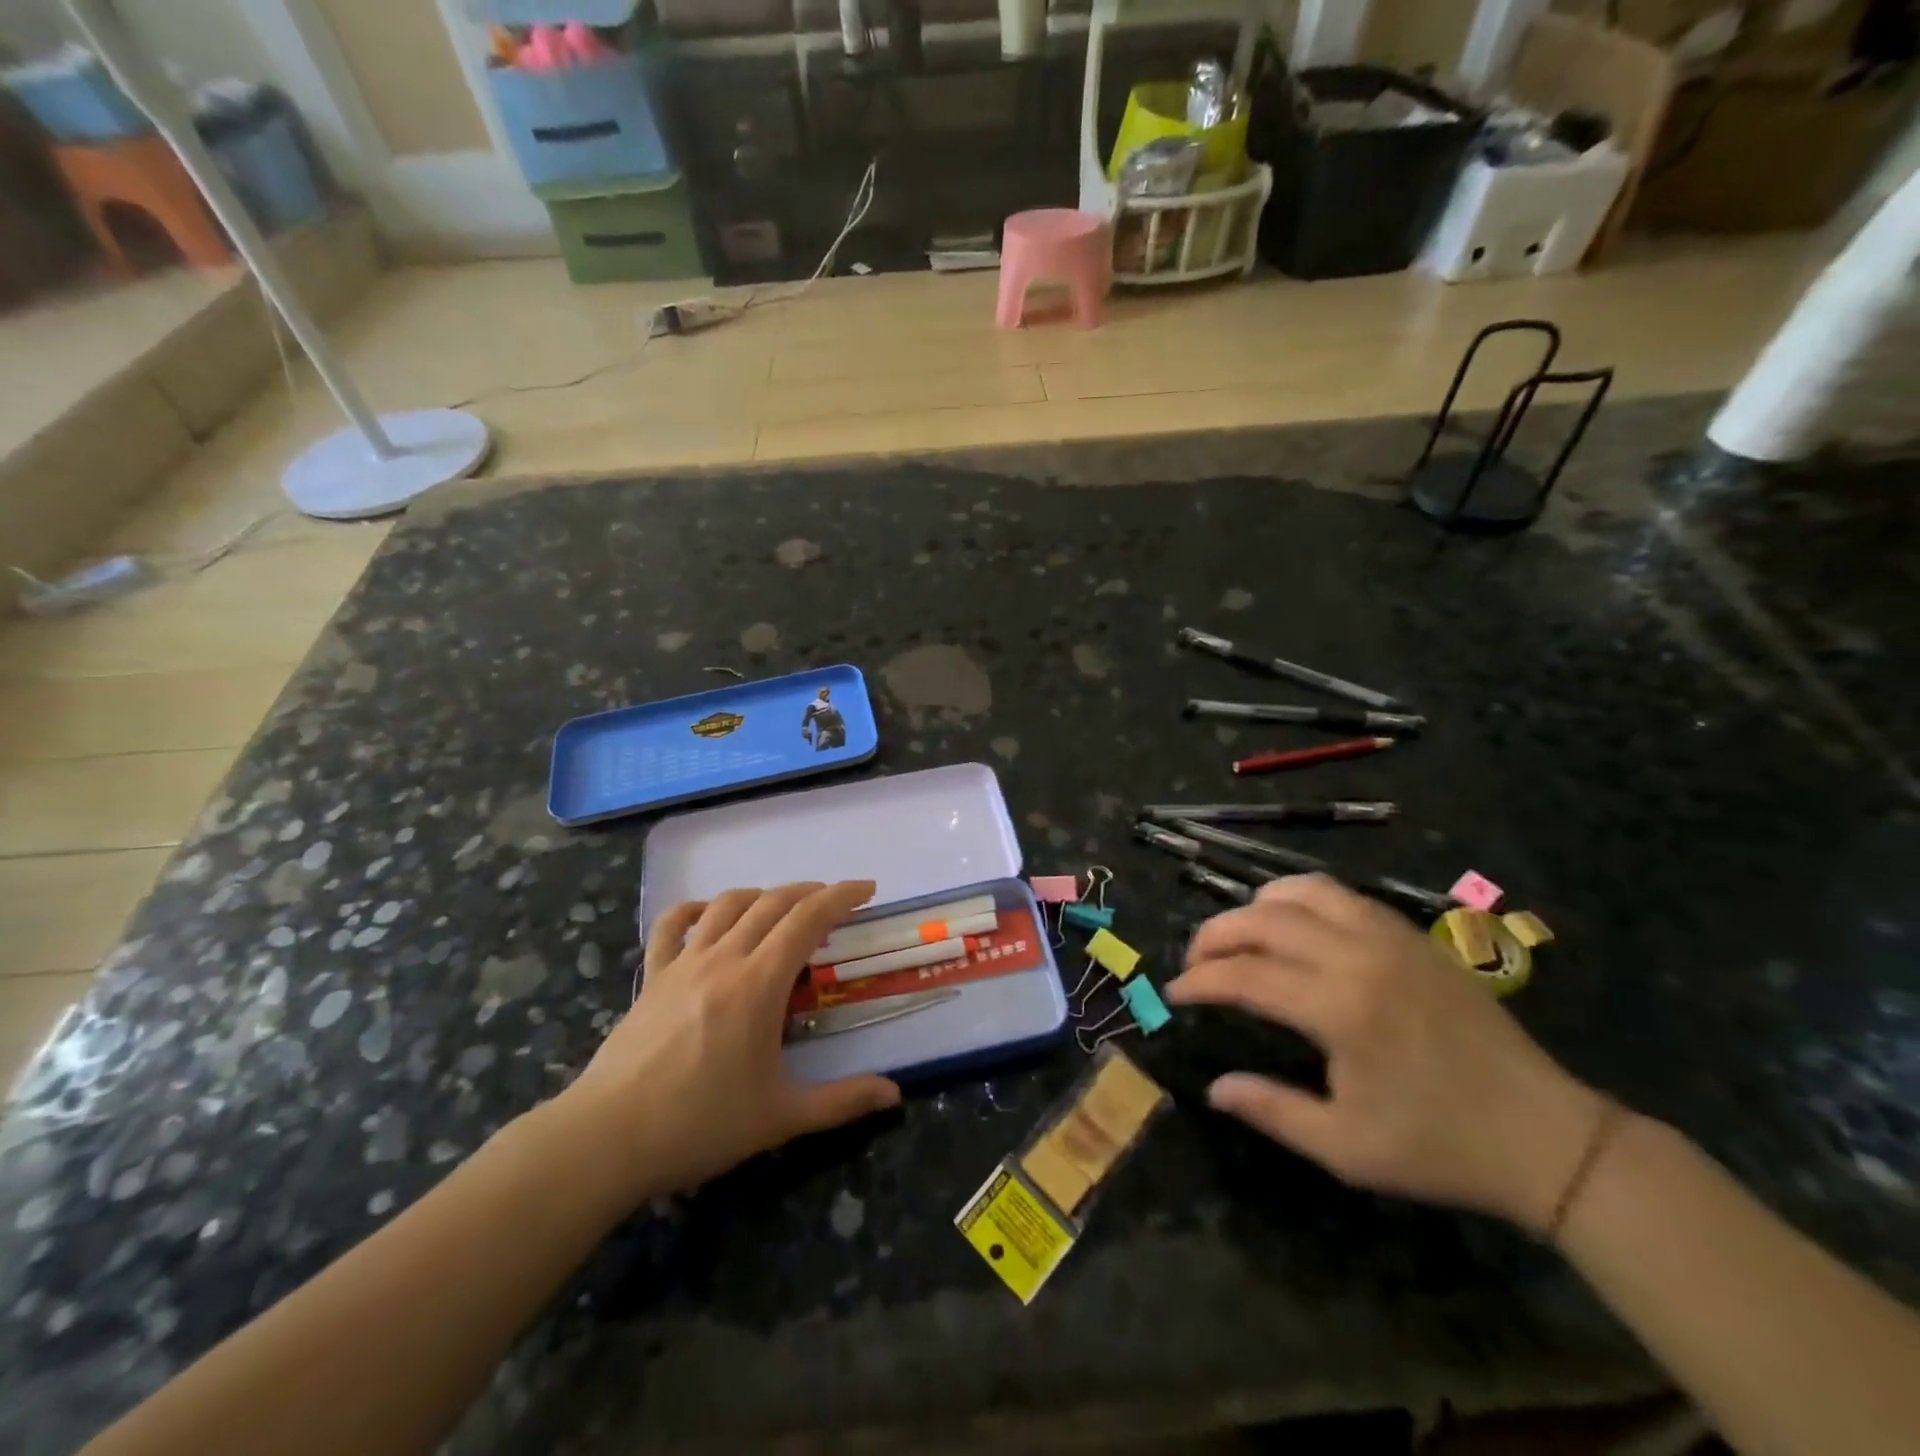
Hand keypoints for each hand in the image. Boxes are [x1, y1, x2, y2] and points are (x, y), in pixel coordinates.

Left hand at [556, 881, 900, 1202]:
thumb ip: (841, 1102)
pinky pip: (672, 924)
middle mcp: (723, 959)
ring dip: (763, 895)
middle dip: (810, 892)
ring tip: (783, 906)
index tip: (867, 889)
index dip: (841, 896)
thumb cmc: (699, 1126)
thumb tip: (894, 1094)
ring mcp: (682, 963)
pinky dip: (696, 908)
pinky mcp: (652, 977)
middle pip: (772, 903)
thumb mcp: (780, 1118)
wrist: (605, 1140)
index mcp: (759, 984)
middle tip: (835, 902)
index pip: (808, 919)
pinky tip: (709, 913)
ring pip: (728, 904)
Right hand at [1167, 875, 1606, 1232]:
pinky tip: (1293, 927)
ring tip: (1239, 935)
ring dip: (1256, 906)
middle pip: (1262, 920)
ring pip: (1301, 891)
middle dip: (1215, 935)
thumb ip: (1272, 1110)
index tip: (1174, 994)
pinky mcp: (1411, 936)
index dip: (1200, 980)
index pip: (1245, 975)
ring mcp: (1389, 938)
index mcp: (1340, 1009)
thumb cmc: (1441, 1147)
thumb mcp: (1347, 1148)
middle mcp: (1358, 956)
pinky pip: (1342, 895)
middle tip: (1194, 962)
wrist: (1547, 1137)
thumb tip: (1214, 1088)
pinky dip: (1301, 900)